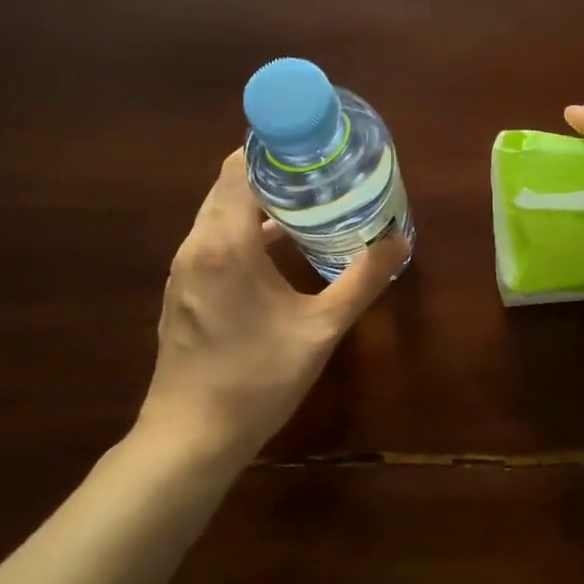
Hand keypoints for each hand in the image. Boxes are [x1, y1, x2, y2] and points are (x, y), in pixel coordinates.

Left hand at [137, 150, 405, 462]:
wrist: (191, 438)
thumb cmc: (257, 379)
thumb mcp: (321, 329)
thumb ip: (362, 280)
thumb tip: (400, 239)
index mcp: (224, 243)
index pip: (239, 167)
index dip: (274, 149)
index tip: (314, 145)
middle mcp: (196, 245)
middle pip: (230, 187)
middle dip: (274, 175)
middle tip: (323, 172)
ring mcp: (184, 270)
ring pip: (220, 216)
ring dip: (259, 204)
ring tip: (310, 203)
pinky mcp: (183, 292)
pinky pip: (214, 242)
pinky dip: (245, 232)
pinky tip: (281, 250)